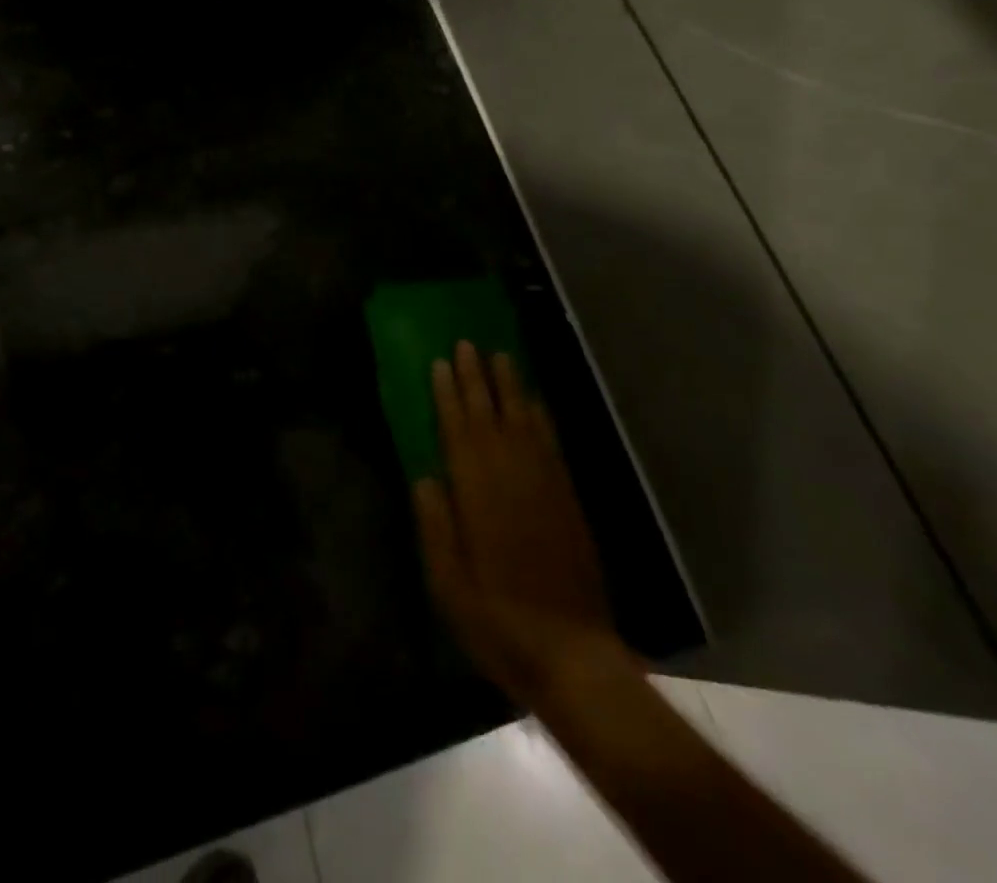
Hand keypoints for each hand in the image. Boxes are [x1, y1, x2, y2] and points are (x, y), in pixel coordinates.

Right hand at [412, 343, 619, 705]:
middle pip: (491, 416)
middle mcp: (511, 478)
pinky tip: (535, 402)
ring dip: (510, 387)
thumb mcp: (447, 583)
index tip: (439, 362)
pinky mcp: (568, 499)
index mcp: (477, 495)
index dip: (447, 395)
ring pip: (523, 422)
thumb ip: (435, 525)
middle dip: (476, 378)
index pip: (458, 431)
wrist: (572, 653)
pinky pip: (552, 445)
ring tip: (500, 355)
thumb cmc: (497, 621)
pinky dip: (541, 418)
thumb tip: (424, 475)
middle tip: (467, 343)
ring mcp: (545, 486)